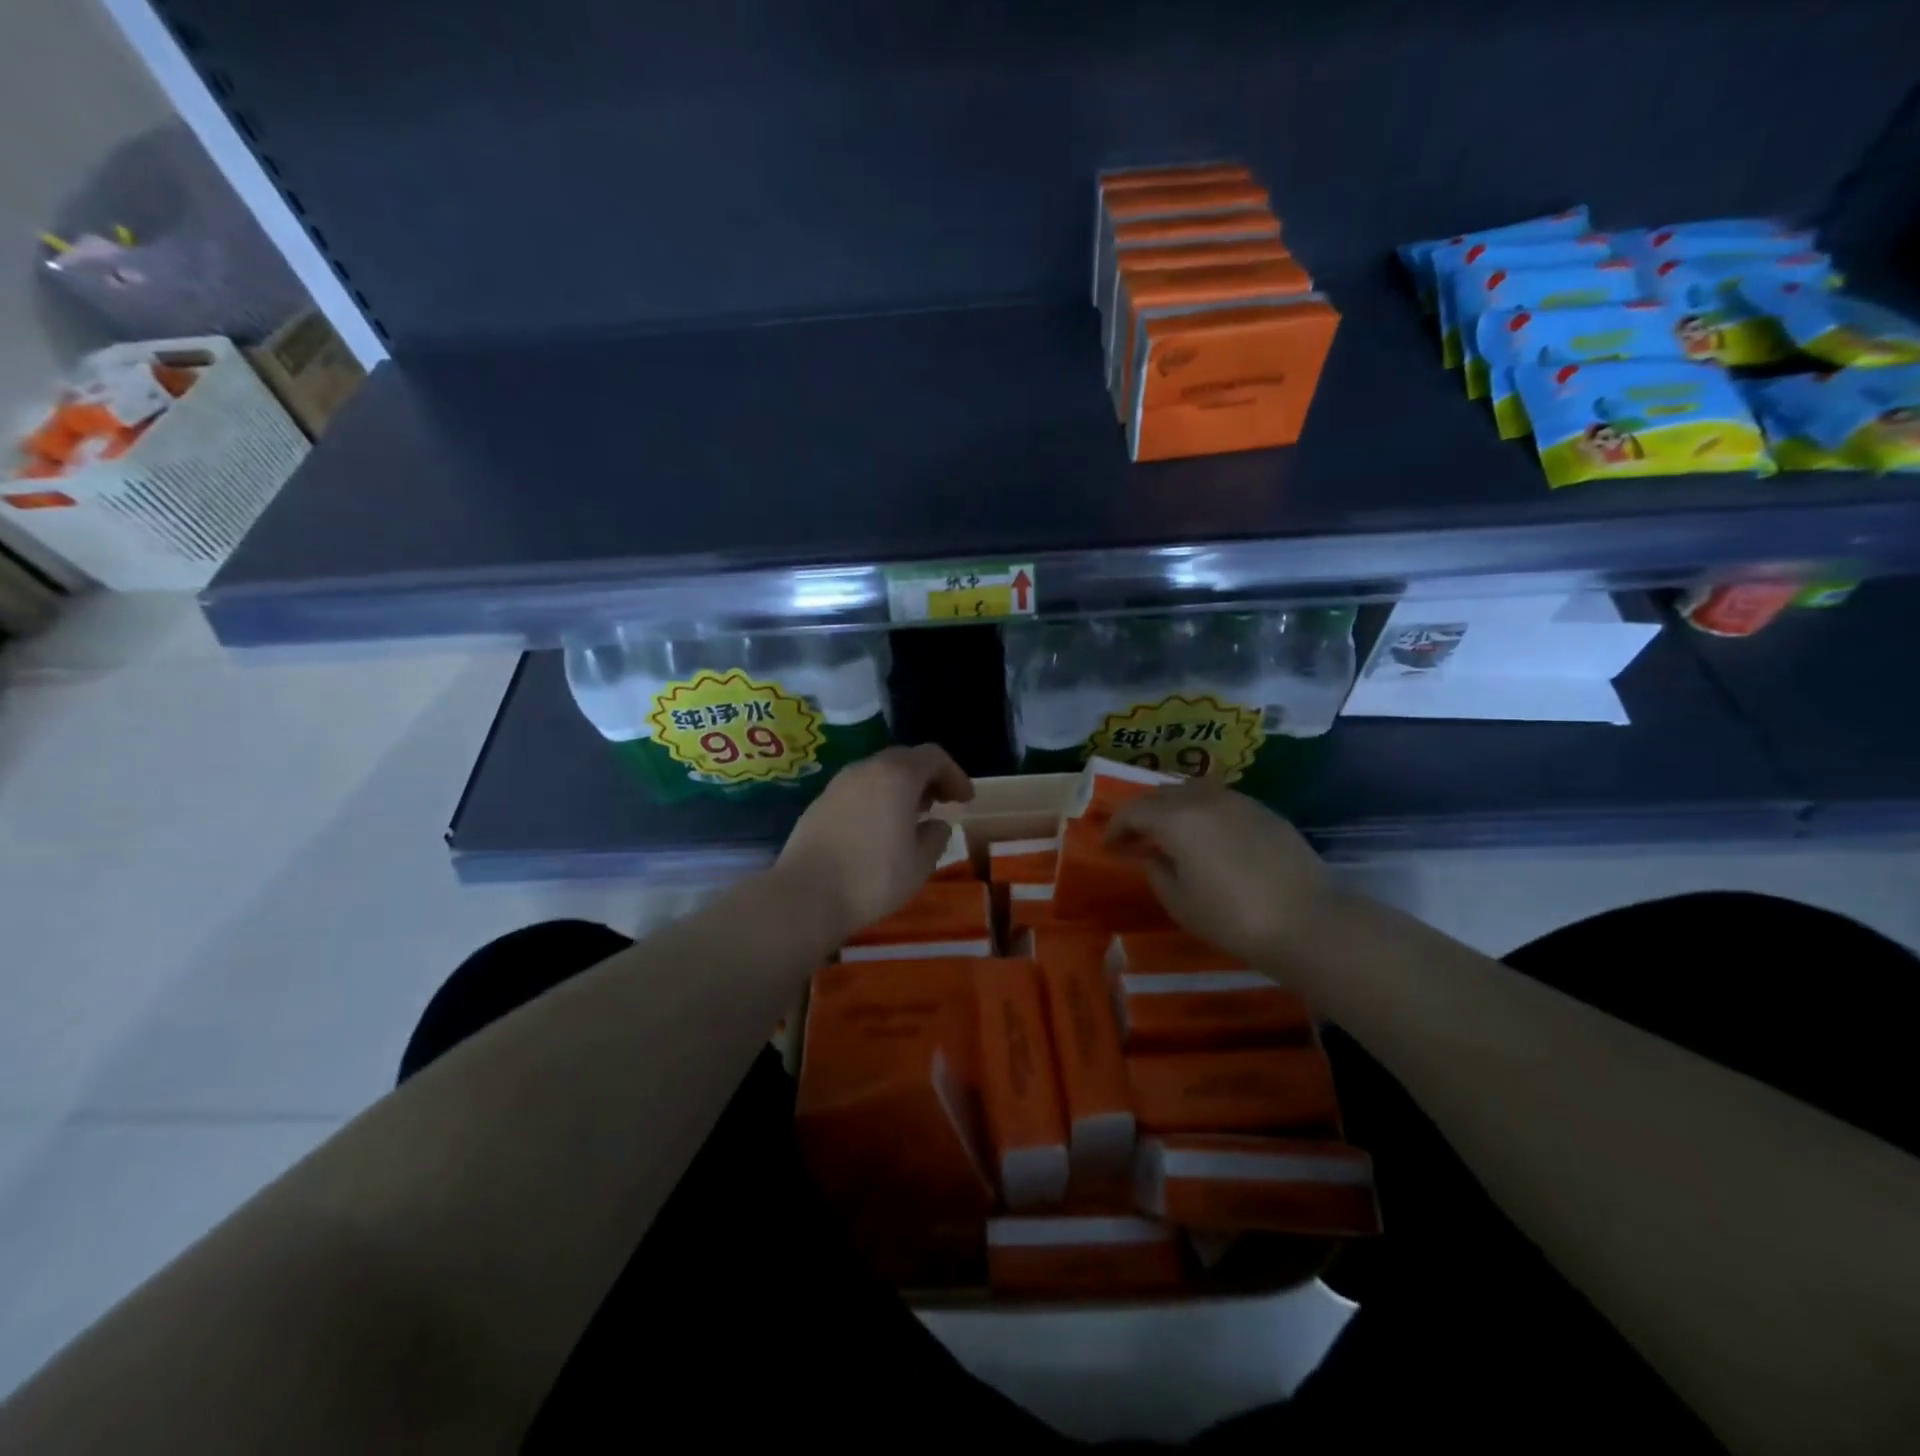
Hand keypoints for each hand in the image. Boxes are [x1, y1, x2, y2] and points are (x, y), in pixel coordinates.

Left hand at [773, 745, 974, 943]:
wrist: (804, 896)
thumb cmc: (872, 878)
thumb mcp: (919, 864)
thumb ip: (935, 837)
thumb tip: (936, 824)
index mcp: (896, 776)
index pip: (933, 757)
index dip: (955, 774)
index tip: (965, 800)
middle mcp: (866, 769)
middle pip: (904, 759)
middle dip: (928, 778)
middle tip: (942, 803)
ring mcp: (838, 784)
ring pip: (878, 773)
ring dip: (901, 787)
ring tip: (912, 817)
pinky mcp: (819, 803)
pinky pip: (858, 789)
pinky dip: (877, 798)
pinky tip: (879, 829)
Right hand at [1109, 781, 1338, 970]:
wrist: (1307, 922)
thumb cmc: (1232, 918)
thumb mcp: (1180, 902)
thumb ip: (1156, 871)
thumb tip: (1150, 856)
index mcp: (1176, 819)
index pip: (1133, 811)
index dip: (1115, 827)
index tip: (1108, 846)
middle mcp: (1204, 799)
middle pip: (1161, 794)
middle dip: (1141, 813)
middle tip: (1134, 837)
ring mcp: (1238, 801)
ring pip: (1192, 791)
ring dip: (1172, 807)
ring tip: (1169, 833)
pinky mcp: (1264, 811)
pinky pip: (1220, 801)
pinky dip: (1202, 811)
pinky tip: (1207, 836)